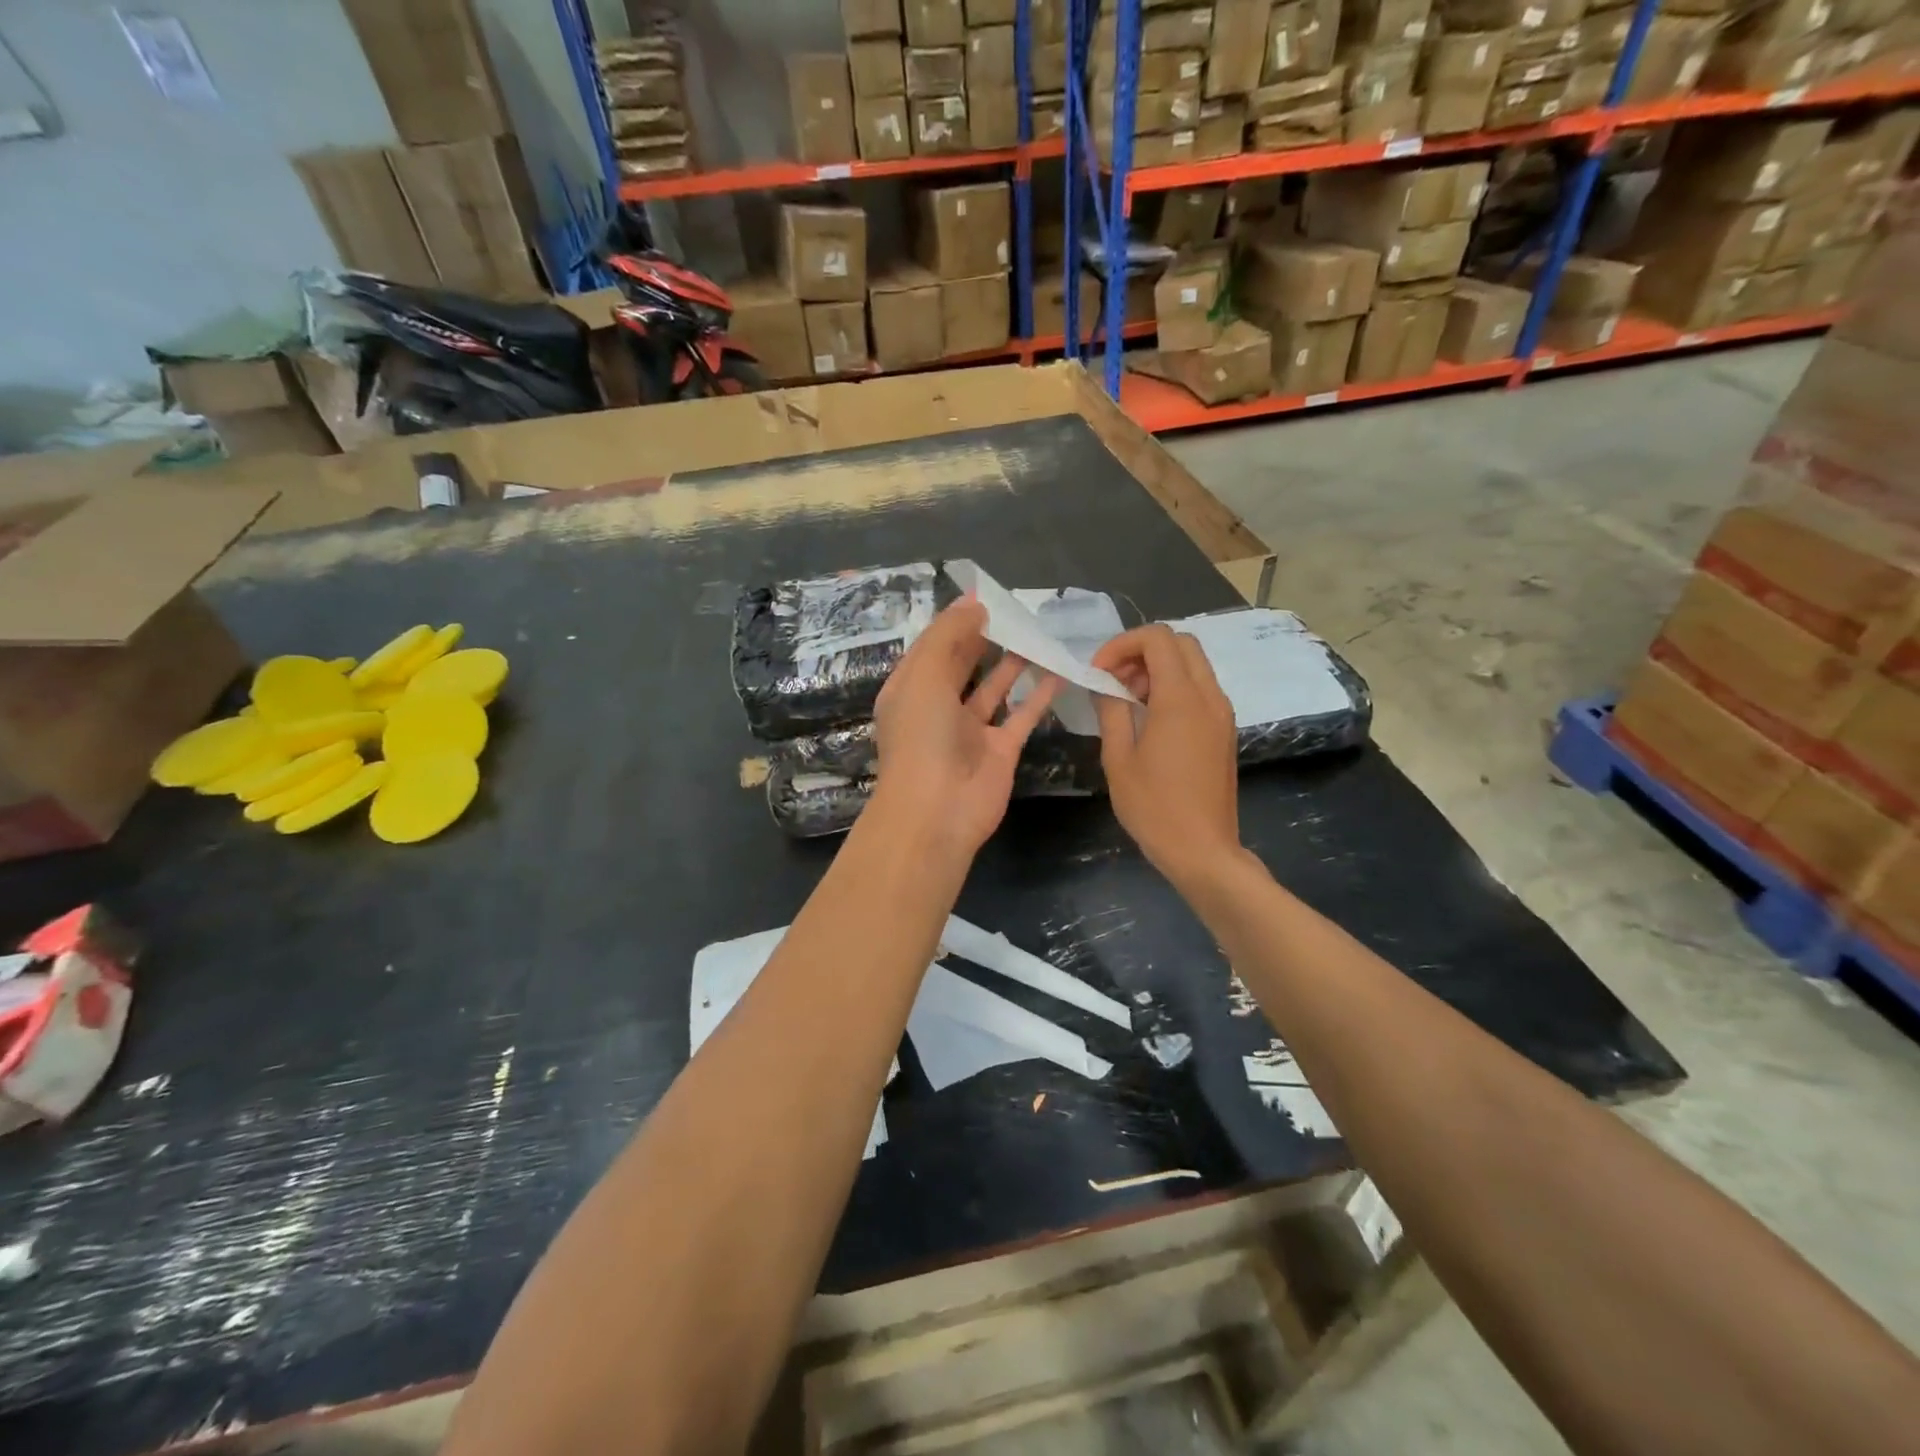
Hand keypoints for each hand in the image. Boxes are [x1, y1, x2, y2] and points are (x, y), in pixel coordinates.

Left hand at [871, 599, 1057, 857]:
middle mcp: (939, 708)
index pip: (932, 647)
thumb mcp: (924, 676)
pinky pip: (1022, 715)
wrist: (937, 811)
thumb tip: (973, 606)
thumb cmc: (921, 737)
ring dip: (1014, 662)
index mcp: (911, 689)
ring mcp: (970, 731)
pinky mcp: (1000, 750)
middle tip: (1016, 610)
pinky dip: (1039, 694)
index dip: (955, 621)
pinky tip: (1057, 670)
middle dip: (985, 638)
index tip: (984, 596)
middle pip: (963, 664)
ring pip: (994, 688)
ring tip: (1037, 632)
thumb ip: (948, 637)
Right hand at [1090, 625, 1241, 888]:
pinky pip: (1201, 689)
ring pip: (1193, 665)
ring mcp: (1222, 714)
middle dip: (1142, 651)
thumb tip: (1104, 684)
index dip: (1122, 644)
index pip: (1158, 639)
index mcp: (1181, 699)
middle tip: (1114, 680)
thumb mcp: (1118, 758)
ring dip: (1158, 669)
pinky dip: (1174, 688)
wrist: (1203, 850)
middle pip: (1181, 644)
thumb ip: (1111, 711)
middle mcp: (1209, 697)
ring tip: (1127, 700)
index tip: (1099, 671)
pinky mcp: (1225, 731)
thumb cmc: (1154, 807)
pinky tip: (1149, 719)